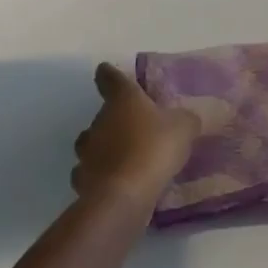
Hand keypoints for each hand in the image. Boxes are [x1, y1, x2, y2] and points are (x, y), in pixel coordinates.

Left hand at [72, 63, 197, 209]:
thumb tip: (185, 119)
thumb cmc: (154, 148)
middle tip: (135, 128)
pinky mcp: (82, 180)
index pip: (110, 78)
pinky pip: (88, 173)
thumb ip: (184, 120)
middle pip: (103, 114)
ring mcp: (87, 152)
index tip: (105, 71)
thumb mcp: (183, 127)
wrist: (124, 195)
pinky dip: (98, 175)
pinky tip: (113, 182)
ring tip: (122, 157)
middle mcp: (100, 120)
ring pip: (91, 144)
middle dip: (115, 119)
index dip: (109, 74)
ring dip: (103, 147)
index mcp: (123, 99)